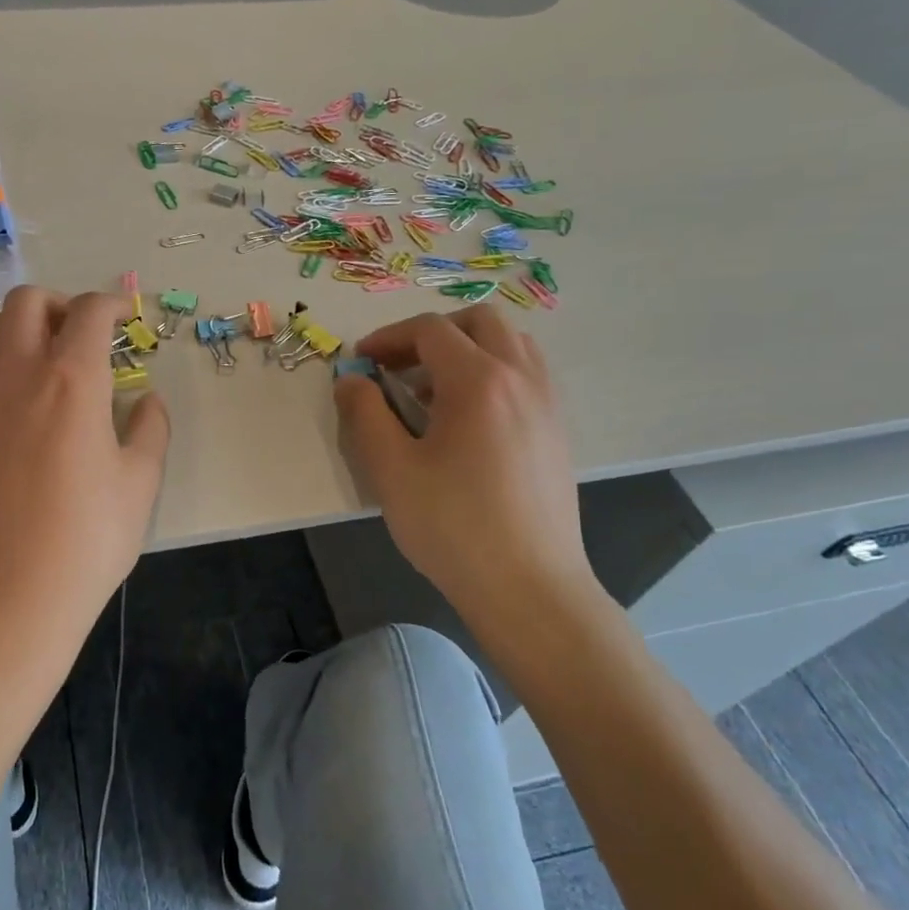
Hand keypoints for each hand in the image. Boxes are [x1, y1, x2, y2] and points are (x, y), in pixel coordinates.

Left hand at [0, 287, 169, 662]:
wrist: (10, 597)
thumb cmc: (88, 540)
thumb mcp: (140, 483)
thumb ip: (150, 428)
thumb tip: (146, 400)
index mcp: (72, 381)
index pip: (88, 313)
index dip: (110, 305)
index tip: (122, 318)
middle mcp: (18, 375)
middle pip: (26, 301)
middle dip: (59, 304)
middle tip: (82, 337)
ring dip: (21, 328)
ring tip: (47, 363)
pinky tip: (20, 404)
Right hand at [334, 306, 604, 652]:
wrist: (528, 587)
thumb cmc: (453, 526)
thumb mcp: (390, 469)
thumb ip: (364, 414)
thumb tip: (351, 380)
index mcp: (478, 381)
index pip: (429, 331)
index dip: (388, 338)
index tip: (361, 362)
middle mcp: (521, 378)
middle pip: (478, 322)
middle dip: (431, 334)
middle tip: (399, 366)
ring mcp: (547, 403)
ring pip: (510, 344)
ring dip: (466, 350)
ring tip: (433, 391)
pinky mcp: (557, 430)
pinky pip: (527, 374)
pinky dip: (493, 373)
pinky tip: (468, 420)